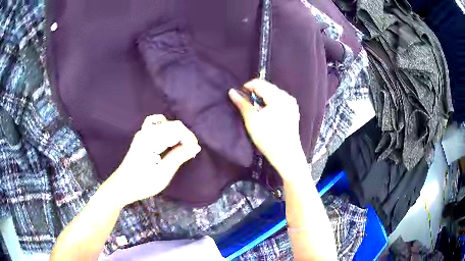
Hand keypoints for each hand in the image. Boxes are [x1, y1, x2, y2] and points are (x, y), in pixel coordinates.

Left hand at [103, 115, 200, 206]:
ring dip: (175, 132)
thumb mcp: (163, 174)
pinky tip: (168, 141)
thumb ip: (179, 157)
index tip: (194, 151)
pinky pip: (156, 125)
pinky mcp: (141, 137)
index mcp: (151, 139)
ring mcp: (142, 133)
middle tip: (189, 152)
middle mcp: (146, 131)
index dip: (189, 137)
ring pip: (164, 123)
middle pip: (172, 124)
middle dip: (184, 136)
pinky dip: (166, 130)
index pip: (176, 128)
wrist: (121, 187)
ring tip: (180, 146)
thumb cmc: (142, 183)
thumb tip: (195, 146)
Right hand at [229, 79, 306, 179]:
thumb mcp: (252, 120)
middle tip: (246, 105)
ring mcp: (291, 104)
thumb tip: (232, 91)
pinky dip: (270, 103)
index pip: (259, 83)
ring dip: (262, 98)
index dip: (246, 87)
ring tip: (255, 110)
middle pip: (267, 87)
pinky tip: (266, 114)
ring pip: (273, 94)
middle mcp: (287, 97)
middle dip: (254, 93)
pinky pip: (279, 101)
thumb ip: (242, 104)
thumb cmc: (268, 138)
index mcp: (278, 97)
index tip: (239, 97)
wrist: (287, 156)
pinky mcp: (293, 112)